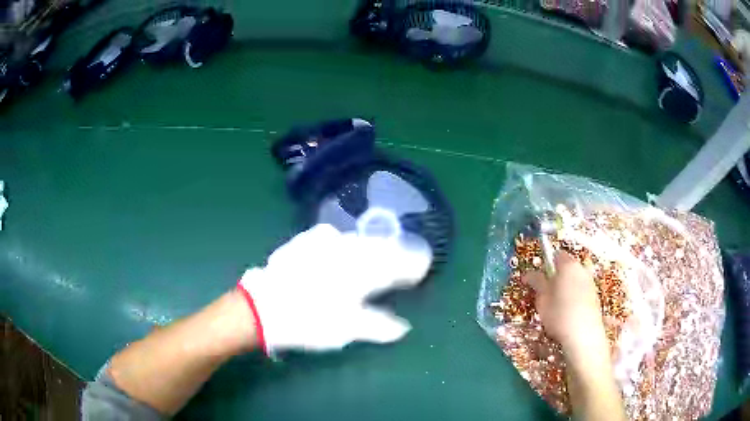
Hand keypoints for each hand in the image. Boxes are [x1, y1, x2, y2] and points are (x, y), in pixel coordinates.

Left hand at [238, 224, 431, 353]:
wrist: (261, 306)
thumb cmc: (307, 321)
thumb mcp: (345, 330)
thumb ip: (377, 326)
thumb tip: (402, 328)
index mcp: (360, 272)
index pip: (396, 263)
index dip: (413, 264)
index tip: (424, 266)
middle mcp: (346, 251)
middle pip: (380, 246)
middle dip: (396, 252)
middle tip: (406, 259)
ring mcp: (324, 243)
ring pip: (358, 240)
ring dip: (373, 246)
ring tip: (381, 252)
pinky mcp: (305, 242)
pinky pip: (335, 237)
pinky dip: (348, 242)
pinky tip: (344, 246)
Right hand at [522, 251, 607, 359]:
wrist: (583, 335)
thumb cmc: (559, 314)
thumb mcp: (542, 299)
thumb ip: (536, 282)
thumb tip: (528, 273)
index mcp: (568, 264)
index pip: (555, 255)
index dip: (545, 266)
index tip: (538, 280)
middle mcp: (581, 268)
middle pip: (566, 267)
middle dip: (555, 277)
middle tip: (545, 295)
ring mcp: (590, 282)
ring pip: (573, 279)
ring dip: (564, 287)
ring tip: (556, 307)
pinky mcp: (595, 295)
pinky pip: (580, 290)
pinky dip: (573, 297)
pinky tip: (567, 313)